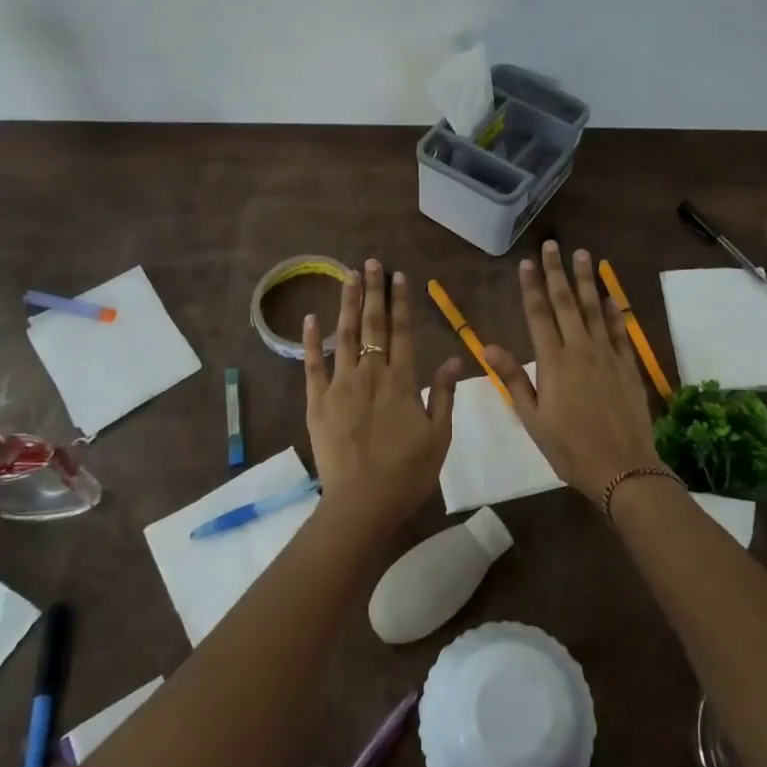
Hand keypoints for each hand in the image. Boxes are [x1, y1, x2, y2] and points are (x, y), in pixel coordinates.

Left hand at [303, 259, 462, 533]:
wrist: (363, 504)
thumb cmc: (408, 473)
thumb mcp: (440, 436)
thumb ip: (445, 395)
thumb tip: (455, 359)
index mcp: (402, 381)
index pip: (403, 331)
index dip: (401, 302)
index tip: (399, 276)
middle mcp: (371, 374)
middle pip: (372, 325)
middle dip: (373, 291)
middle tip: (371, 262)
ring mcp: (340, 386)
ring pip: (344, 336)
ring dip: (346, 304)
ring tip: (347, 276)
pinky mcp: (317, 402)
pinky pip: (312, 366)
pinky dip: (311, 341)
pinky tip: (310, 318)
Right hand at [483, 242, 661, 501]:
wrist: (622, 468)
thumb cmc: (569, 448)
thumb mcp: (532, 418)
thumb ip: (513, 379)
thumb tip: (488, 345)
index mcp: (553, 362)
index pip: (539, 314)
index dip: (532, 287)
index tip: (527, 262)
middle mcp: (580, 350)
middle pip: (567, 302)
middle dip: (558, 272)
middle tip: (554, 245)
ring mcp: (607, 355)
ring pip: (594, 309)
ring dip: (587, 281)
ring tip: (583, 255)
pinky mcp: (627, 365)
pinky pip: (619, 330)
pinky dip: (613, 310)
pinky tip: (609, 296)